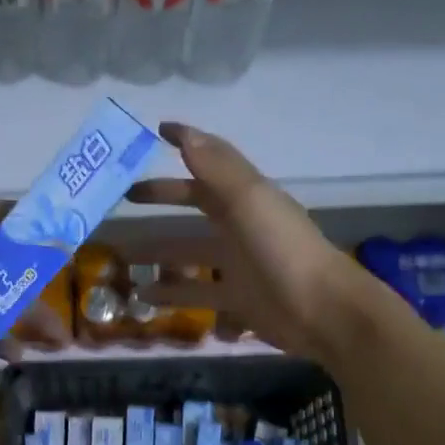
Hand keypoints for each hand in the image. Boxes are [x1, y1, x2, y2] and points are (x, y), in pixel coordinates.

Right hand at [127, 123, 377, 363]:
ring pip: (189, 252)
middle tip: (122, 199)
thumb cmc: (283, 250)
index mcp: (246, 196)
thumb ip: (215, 169)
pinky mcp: (236, 300)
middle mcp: (241, 225)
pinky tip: (143, 297)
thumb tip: (183, 133)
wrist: (323, 312)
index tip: (153, 133)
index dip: (185, 144)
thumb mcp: (249, 202)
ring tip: (121, 256)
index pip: (209, 163)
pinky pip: (196, 293)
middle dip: (162, 198)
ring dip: (158, 253)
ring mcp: (238, 264)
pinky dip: (171, 294)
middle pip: (195, 204)